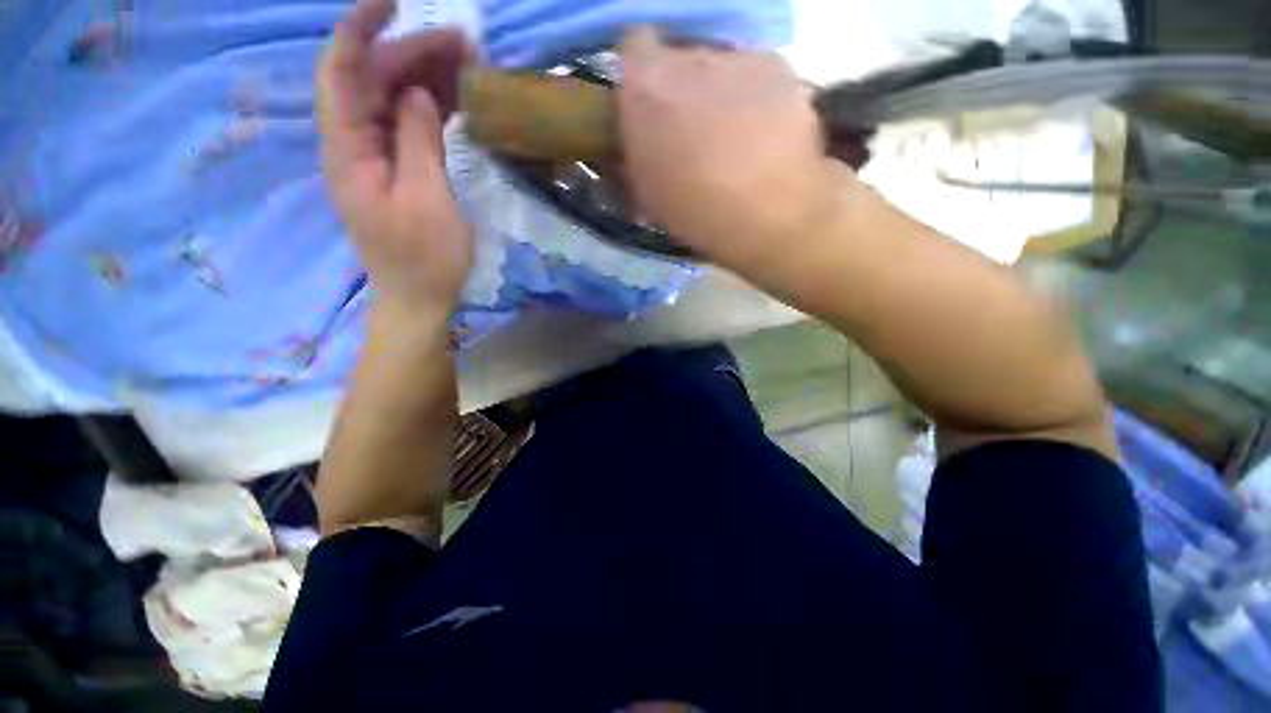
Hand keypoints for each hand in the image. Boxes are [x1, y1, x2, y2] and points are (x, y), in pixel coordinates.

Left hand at [316, 0, 473, 313]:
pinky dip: (432, 107)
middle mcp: (354, 144)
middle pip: (373, 80)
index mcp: (348, 150)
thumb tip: (417, 91)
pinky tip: (458, 100)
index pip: (341, 71)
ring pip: (394, 100)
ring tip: (470, 67)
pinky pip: (409, 125)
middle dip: (413, 53)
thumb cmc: (425, 258)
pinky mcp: (399, 170)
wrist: (420, 298)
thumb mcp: (427, 200)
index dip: (360, 29)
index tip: (394, 1)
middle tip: (465, 47)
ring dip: (427, 78)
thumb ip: (418, 141)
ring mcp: (377, 157)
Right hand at [618, 29, 854, 277]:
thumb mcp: (645, 193)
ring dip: (719, 94)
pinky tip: (763, 134)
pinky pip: (757, 74)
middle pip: (680, 58)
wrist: (764, 212)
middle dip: (683, 89)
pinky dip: (756, 97)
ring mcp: (737, 57)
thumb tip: (636, 146)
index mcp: (645, 86)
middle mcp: (688, 56)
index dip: (642, 74)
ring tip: (734, 139)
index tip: (650, 106)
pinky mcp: (778, 65)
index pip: (633, 46)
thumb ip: (633, 156)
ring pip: (720, 67)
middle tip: (693, 132)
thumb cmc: (694, 210)